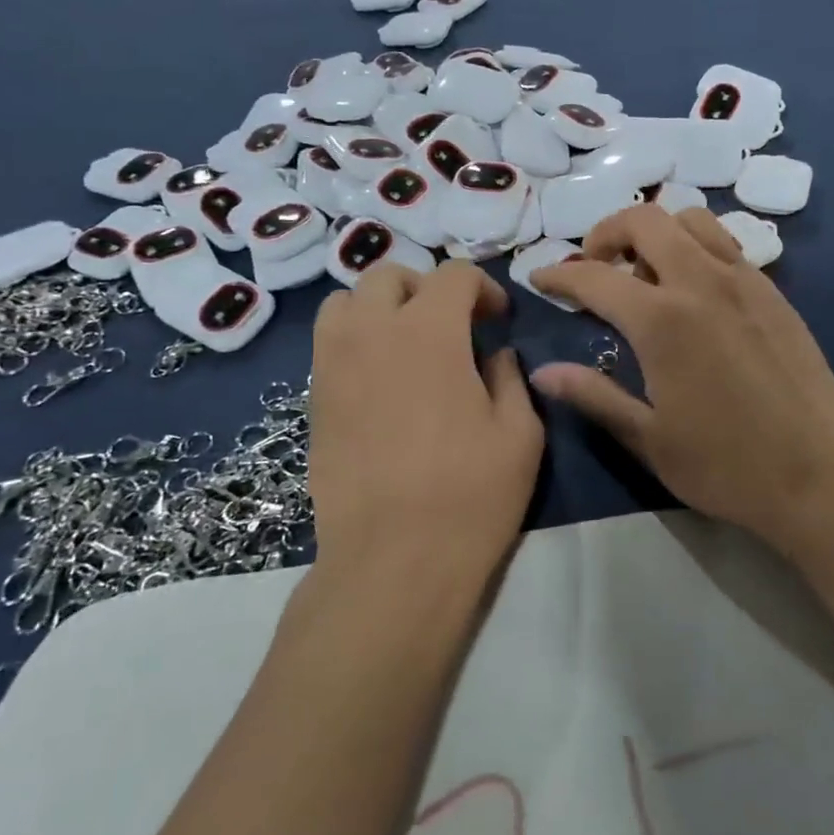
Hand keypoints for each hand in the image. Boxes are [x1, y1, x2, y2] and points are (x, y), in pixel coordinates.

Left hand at [309, 262, 542, 586]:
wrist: (393, 559)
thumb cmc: (470, 494)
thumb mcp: (519, 433)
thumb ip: (509, 377)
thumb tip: (494, 354)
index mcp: (430, 332)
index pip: (452, 275)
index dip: (482, 287)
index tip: (497, 320)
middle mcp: (372, 332)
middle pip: (389, 275)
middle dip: (426, 288)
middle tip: (451, 325)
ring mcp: (333, 364)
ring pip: (345, 301)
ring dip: (380, 307)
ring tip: (405, 342)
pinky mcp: (313, 399)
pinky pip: (328, 343)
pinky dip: (355, 340)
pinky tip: (380, 380)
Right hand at [530, 205, 833, 559]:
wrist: (820, 476)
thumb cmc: (726, 465)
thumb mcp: (648, 438)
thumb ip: (593, 395)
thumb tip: (542, 373)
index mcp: (662, 319)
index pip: (593, 276)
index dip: (558, 275)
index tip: (540, 279)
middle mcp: (701, 283)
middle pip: (645, 220)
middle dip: (607, 232)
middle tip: (594, 266)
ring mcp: (744, 282)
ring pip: (692, 220)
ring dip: (657, 232)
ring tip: (645, 272)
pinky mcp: (774, 293)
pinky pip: (727, 245)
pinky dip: (696, 248)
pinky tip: (694, 292)